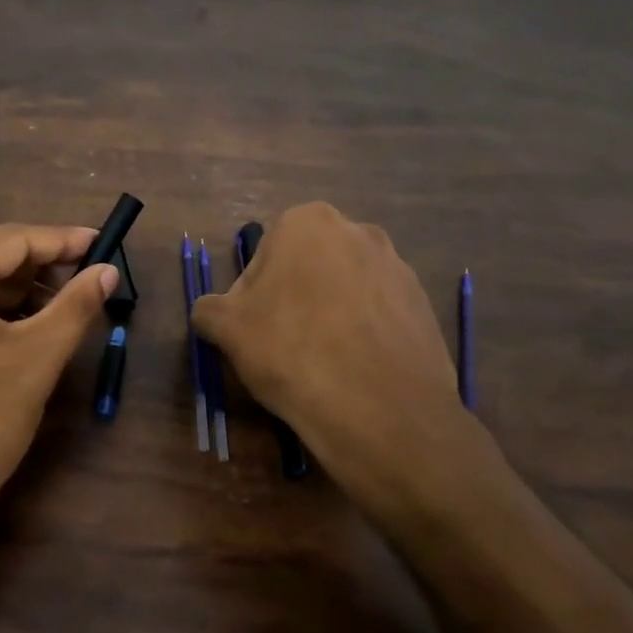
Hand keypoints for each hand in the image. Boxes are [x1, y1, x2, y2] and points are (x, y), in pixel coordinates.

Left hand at [0, 223, 117, 576]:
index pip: (9, 239)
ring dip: (13, 293)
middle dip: (38, 269)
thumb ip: (76, 305)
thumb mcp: (35, 359)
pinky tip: (18, 328)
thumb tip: (107, 271)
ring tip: (61, 306)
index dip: (61, 241)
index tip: (103, 244)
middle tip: (88, 280)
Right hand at [191, 203, 475, 527]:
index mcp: (307, 222)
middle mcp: (358, 231)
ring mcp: (398, 267)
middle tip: (284, 346)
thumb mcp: (227, 329)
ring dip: (329, 315)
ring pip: (345, 289)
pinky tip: (355, 370)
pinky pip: (378, 314)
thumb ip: (209, 309)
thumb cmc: (291, 352)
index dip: (253, 296)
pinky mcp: (423, 304)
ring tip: (322, 363)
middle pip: (307, 268)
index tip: (255, 331)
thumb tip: (210, 312)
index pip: (264, 256)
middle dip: (294, 299)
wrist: (380, 410)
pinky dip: (363, 334)